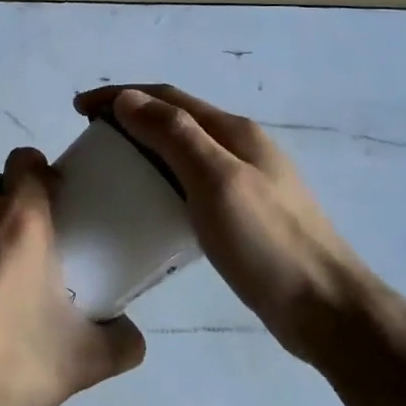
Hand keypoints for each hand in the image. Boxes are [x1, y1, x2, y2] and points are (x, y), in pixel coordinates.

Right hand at [74, 85, 381, 363]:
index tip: (78, 108)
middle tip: (89, 138)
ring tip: (110, 166)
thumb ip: (174, 135)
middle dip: (129, 118)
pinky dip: (160, 179)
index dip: (120, 96)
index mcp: (234, 132)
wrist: (326, 309)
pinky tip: (147, 204)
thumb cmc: (267, 242)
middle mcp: (240, 147)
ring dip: (143, 147)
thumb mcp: (216, 181)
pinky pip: (190, 183)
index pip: (167, 97)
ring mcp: (245, 182)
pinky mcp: (242, 214)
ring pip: (182, 151)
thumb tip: (128, 98)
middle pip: (175, 119)